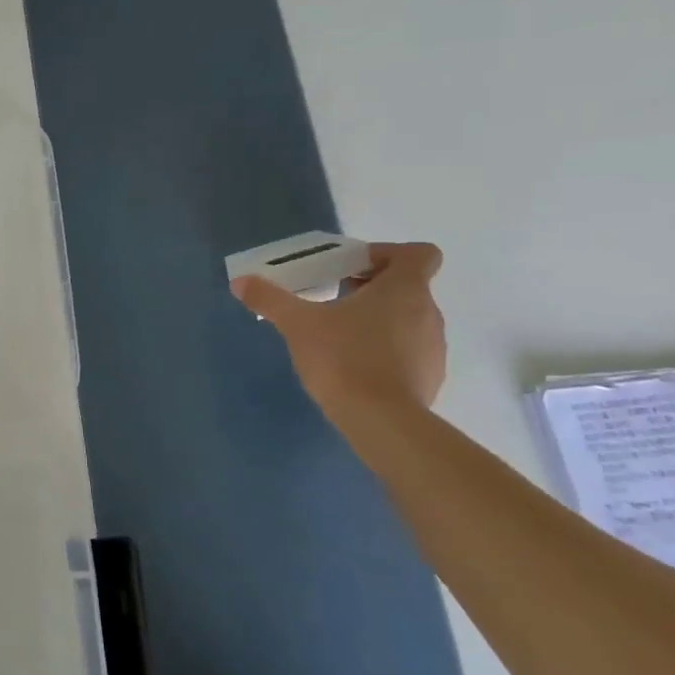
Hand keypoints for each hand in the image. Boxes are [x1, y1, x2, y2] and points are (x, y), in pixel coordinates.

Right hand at [232, 241, 446, 419]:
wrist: (381, 421)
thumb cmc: (343, 358)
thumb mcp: (297, 324)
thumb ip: (270, 299)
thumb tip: (240, 282)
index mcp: (405, 289)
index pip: (418, 253)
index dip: (388, 253)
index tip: (353, 269)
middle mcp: (428, 313)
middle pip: (406, 287)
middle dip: (369, 289)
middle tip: (332, 300)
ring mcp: (433, 348)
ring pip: (407, 320)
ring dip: (377, 320)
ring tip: (338, 337)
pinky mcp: (429, 378)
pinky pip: (408, 352)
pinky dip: (385, 351)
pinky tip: (354, 367)